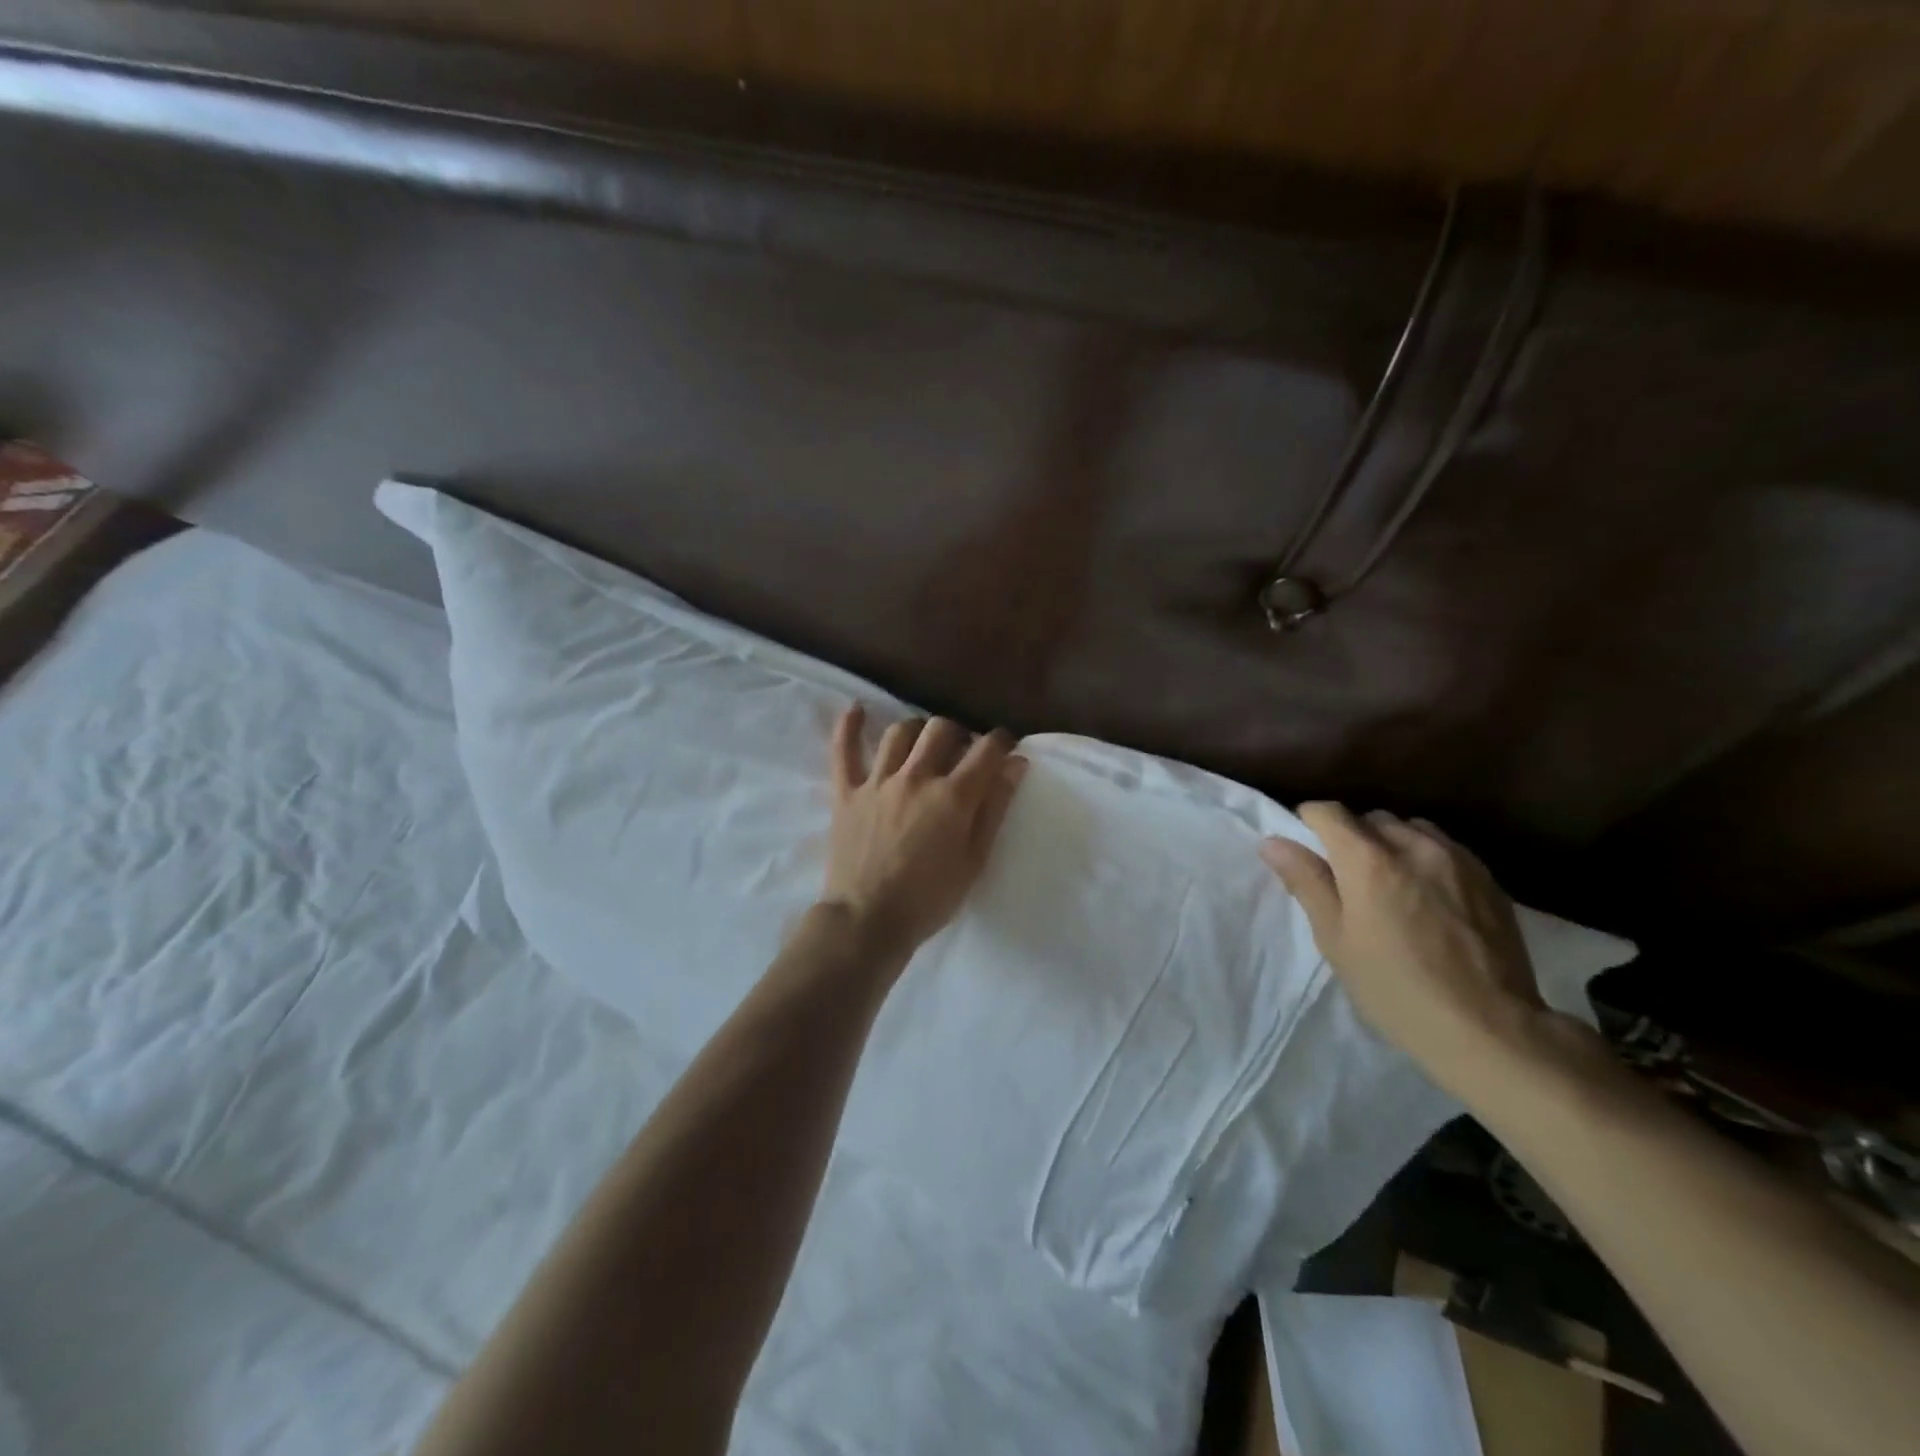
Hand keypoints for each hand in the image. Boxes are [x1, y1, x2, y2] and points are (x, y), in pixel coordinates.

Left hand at [821, 706, 1027, 959]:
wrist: (868, 920)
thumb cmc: (929, 898)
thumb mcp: (975, 860)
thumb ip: (995, 808)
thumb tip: (1015, 764)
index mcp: (952, 796)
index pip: (985, 750)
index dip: (1000, 741)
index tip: (1005, 746)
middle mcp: (916, 777)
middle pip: (940, 730)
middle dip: (958, 733)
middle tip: (962, 752)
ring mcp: (877, 781)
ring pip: (899, 733)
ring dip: (917, 730)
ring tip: (923, 743)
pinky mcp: (846, 792)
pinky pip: (844, 751)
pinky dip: (849, 727)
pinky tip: (856, 709)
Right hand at [1259, 803, 1555, 1100]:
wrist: (1488, 1027)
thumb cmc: (1394, 987)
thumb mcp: (1335, 938)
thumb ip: (1307, 882)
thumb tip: (1274, 843)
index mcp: (1367, 859)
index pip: (1329, 812)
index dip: (1310, 822)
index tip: (1307, 847)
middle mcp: (1412, 845)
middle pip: (1372, 818)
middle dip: (1354, 836)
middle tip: (1349, 877)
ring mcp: (1456, 859)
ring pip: (1412, 829)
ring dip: (1393, 843)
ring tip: (1393, 882)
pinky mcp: (1488, 879)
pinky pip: (1446, 849)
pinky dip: (1427, 858)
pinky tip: (1431, 896)